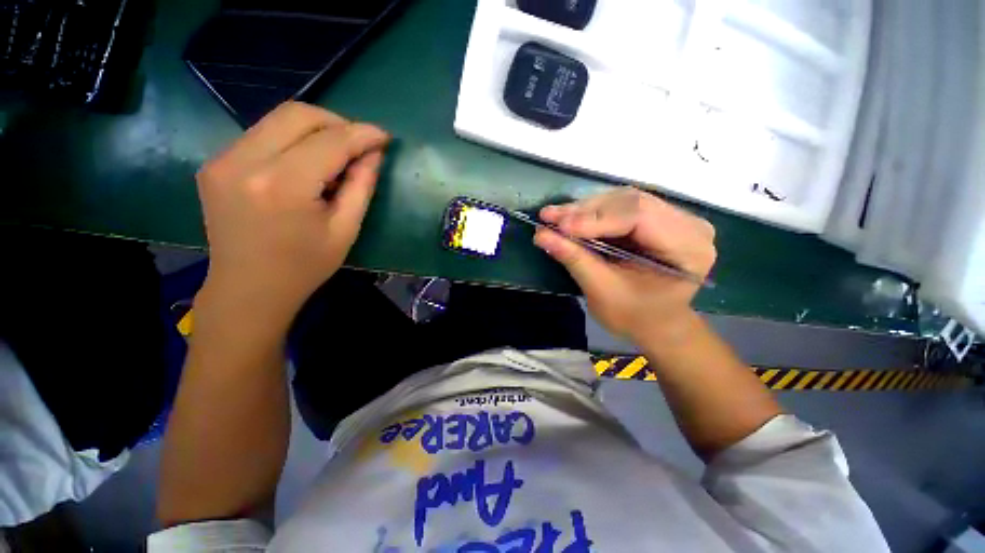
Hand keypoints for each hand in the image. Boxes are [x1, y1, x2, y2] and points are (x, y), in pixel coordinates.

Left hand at [195, 102, 389, 323]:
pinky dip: (292, 140)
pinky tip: (306, 163)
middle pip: (297, 114)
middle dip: (337, 122)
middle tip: (359, 143)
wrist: (248, 289)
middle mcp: (245, 162)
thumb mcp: (345, 230)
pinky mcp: (215, 163)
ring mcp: (223, 159)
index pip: (329, 141)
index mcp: (283, 186)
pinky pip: (261, 134)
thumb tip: (373, 153)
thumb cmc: (305, 266)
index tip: (384, 136)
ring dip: (314, 129)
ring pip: (277, 118)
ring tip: (336, 154)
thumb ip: (361, 186)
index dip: (362, 134)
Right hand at [534, 188, 715, 343]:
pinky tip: (570, 217)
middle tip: (549, 216)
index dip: (595, 219)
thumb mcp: (602, 291)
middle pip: (631, 202)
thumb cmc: (634, 316)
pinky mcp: (657, 218)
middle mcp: (689, 224)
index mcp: (689, 248)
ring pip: (623, 200)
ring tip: (554, 216)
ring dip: (585, 209)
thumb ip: (575, 259)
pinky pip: (621, 206)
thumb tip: (541, 235)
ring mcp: (675, 217)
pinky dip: (592, 213)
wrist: (654, 322)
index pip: (639, 217)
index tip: (559, 226)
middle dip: (585, 211)